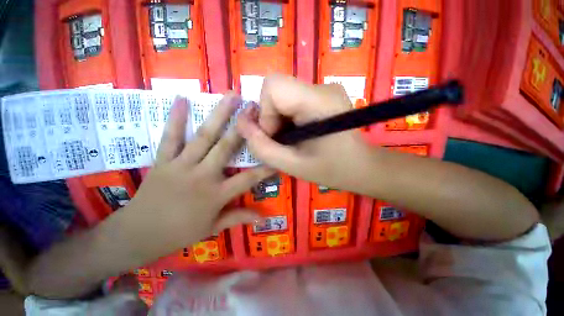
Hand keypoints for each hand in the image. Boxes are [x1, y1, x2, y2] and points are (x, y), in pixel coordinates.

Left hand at [129, 94, 273, 248]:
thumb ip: (238, 218)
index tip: (276, 153)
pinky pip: (170, 137)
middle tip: (254, 107)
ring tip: (230, 96)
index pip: (248, 178)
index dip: (265, 167)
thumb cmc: (178, 234)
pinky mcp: (163, 161)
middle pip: (227, 147)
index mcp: (216, 194)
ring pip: (204, 136)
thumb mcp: (212, 228)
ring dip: (218, 115)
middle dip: (243, 127)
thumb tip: (262, 218)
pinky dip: (176, 118)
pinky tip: (181, 99)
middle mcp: (203, 175)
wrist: (137, 235)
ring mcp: (182, 165)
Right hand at [237, 75, 371, 190]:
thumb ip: (263, 147)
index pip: (273, 86)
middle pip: (275, 89)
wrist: (362, 167)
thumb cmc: (333, 170)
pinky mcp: (322, 96)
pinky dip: (286, 118)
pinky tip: (298, 134)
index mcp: (318, 101)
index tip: (276, 136)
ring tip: (291, 140)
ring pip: (281, 95)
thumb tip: (242, 124)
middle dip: (270, 117)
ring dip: (277, 119)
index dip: (265, 112)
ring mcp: (323, 89)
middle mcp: (322, 87)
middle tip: (283, 140)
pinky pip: (291, 100)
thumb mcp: (293, 165)